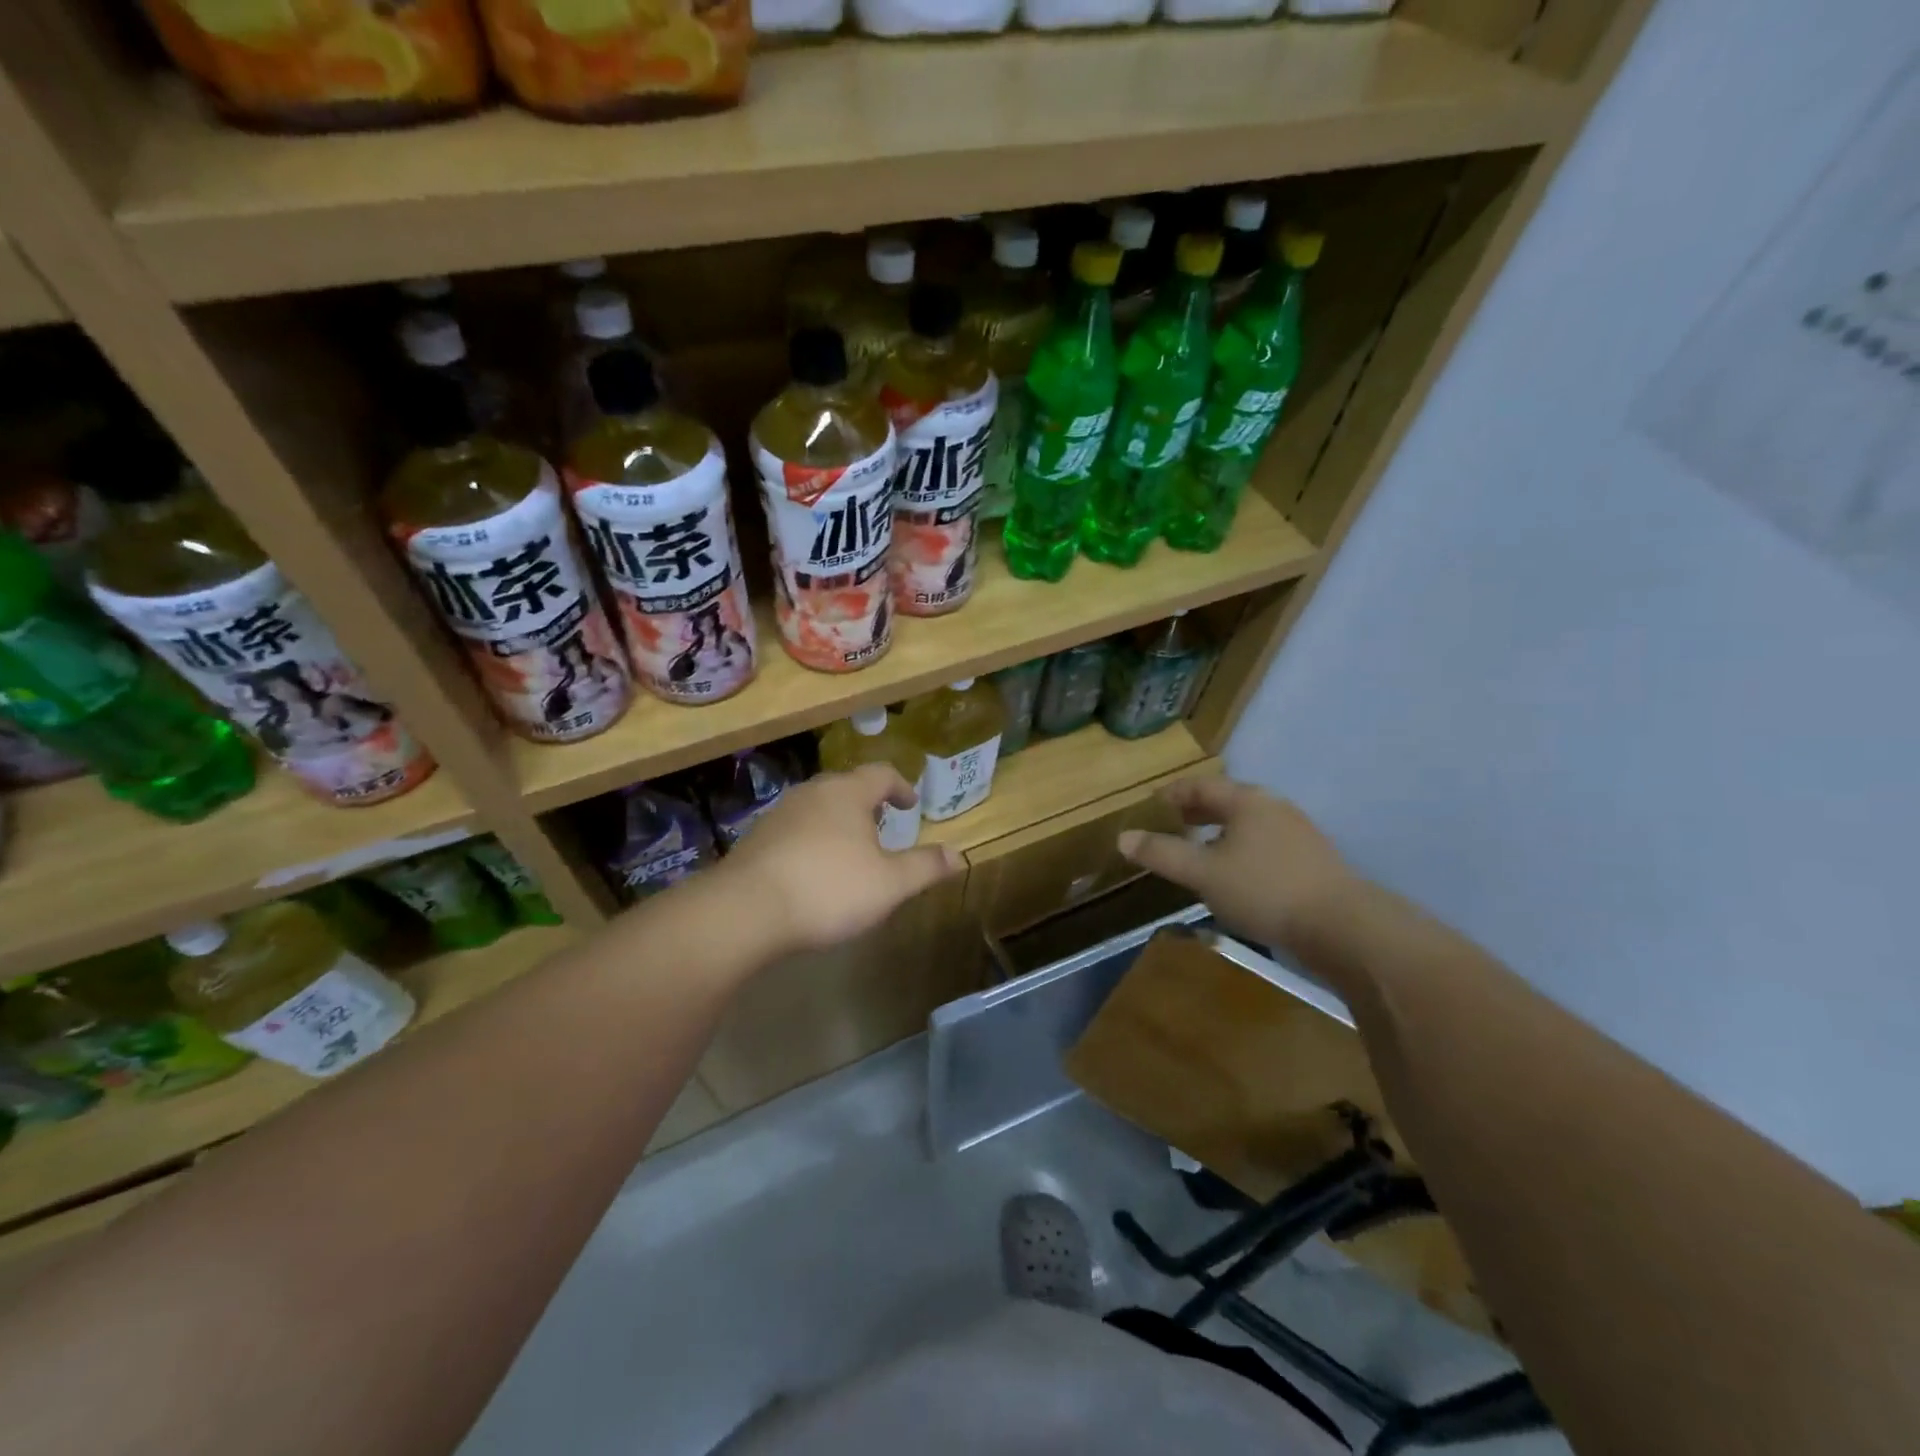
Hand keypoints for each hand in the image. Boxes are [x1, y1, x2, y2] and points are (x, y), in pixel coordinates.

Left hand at [718, 763, 962, 954]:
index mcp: (847, 793)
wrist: (746, 911)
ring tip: (849, 849)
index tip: (910, 805)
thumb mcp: (889, 884)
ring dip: (838, 821)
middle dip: (868, 804)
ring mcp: (779, 814)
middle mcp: (812, 793)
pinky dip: (812, 840)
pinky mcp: (756, 838)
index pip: (881, 774)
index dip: (901, 787)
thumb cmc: (829, 889)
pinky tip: (812, 870)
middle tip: (882, 826)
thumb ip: (925, 867)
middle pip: (846, 786)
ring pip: (818, 807)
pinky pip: (794, 829)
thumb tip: (959, 856)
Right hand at [1117, 778, 1355, 952]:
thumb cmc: (1264, 889)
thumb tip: (1123, 838)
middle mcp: (1274, 807)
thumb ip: (1162, 854)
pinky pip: (1265, 844)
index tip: (1151, 805)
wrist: (1343, 926)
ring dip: (1219, 832)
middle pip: (1227, 801)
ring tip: (1199, 851)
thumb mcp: (1203, 873)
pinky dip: (1240, 849)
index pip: (1201, 785)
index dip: (1172, 794)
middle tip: (1171, 825)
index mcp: (1247, 800)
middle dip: (1196, 812)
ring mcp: (1298, 832)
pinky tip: (1236, 875)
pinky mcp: (1312, 860)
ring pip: (1247, 824)